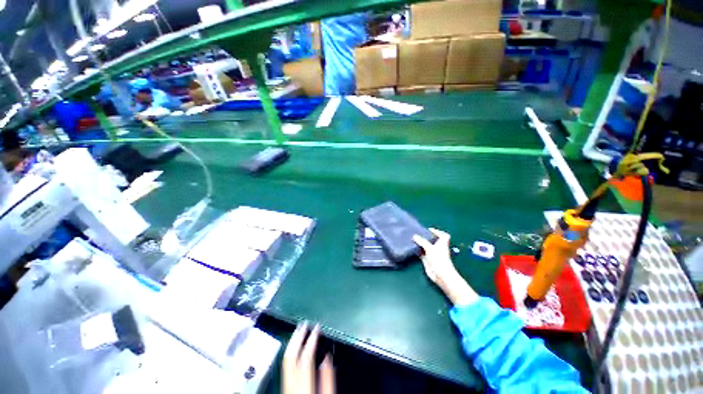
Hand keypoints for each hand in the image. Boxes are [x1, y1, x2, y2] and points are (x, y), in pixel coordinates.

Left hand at [283, 322, 334, 393]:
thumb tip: (327, 357)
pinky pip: (285, 367)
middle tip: (303, 323)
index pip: (305, 359)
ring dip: (292, 343)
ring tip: (298, 331)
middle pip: (290, 358)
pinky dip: (290, 353)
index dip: (310, 340)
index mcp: (304, 387)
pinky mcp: (283, 388)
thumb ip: (328, 379)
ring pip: (285, 361)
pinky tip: (294, 347)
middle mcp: (290, 386)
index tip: (316, 327)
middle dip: (297, 338)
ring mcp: (284, 387)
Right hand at [414, 228, 477, 305]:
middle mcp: (437, 248)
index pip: (443, 235)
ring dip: (420, 243)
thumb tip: (414, 236)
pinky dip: (417, 250)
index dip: (438, 232)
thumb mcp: (430, 248)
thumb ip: (422, 241)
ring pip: (425, 246)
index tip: (429, 230)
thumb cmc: (439, 259)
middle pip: (432, 240)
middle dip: (426, 237)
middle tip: (417, 233)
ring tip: (412, 238)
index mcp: (442, 243)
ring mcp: (432, 254)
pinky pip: (421, 252)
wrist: (440, 274)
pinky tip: (411, 247)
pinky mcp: (427, 259)